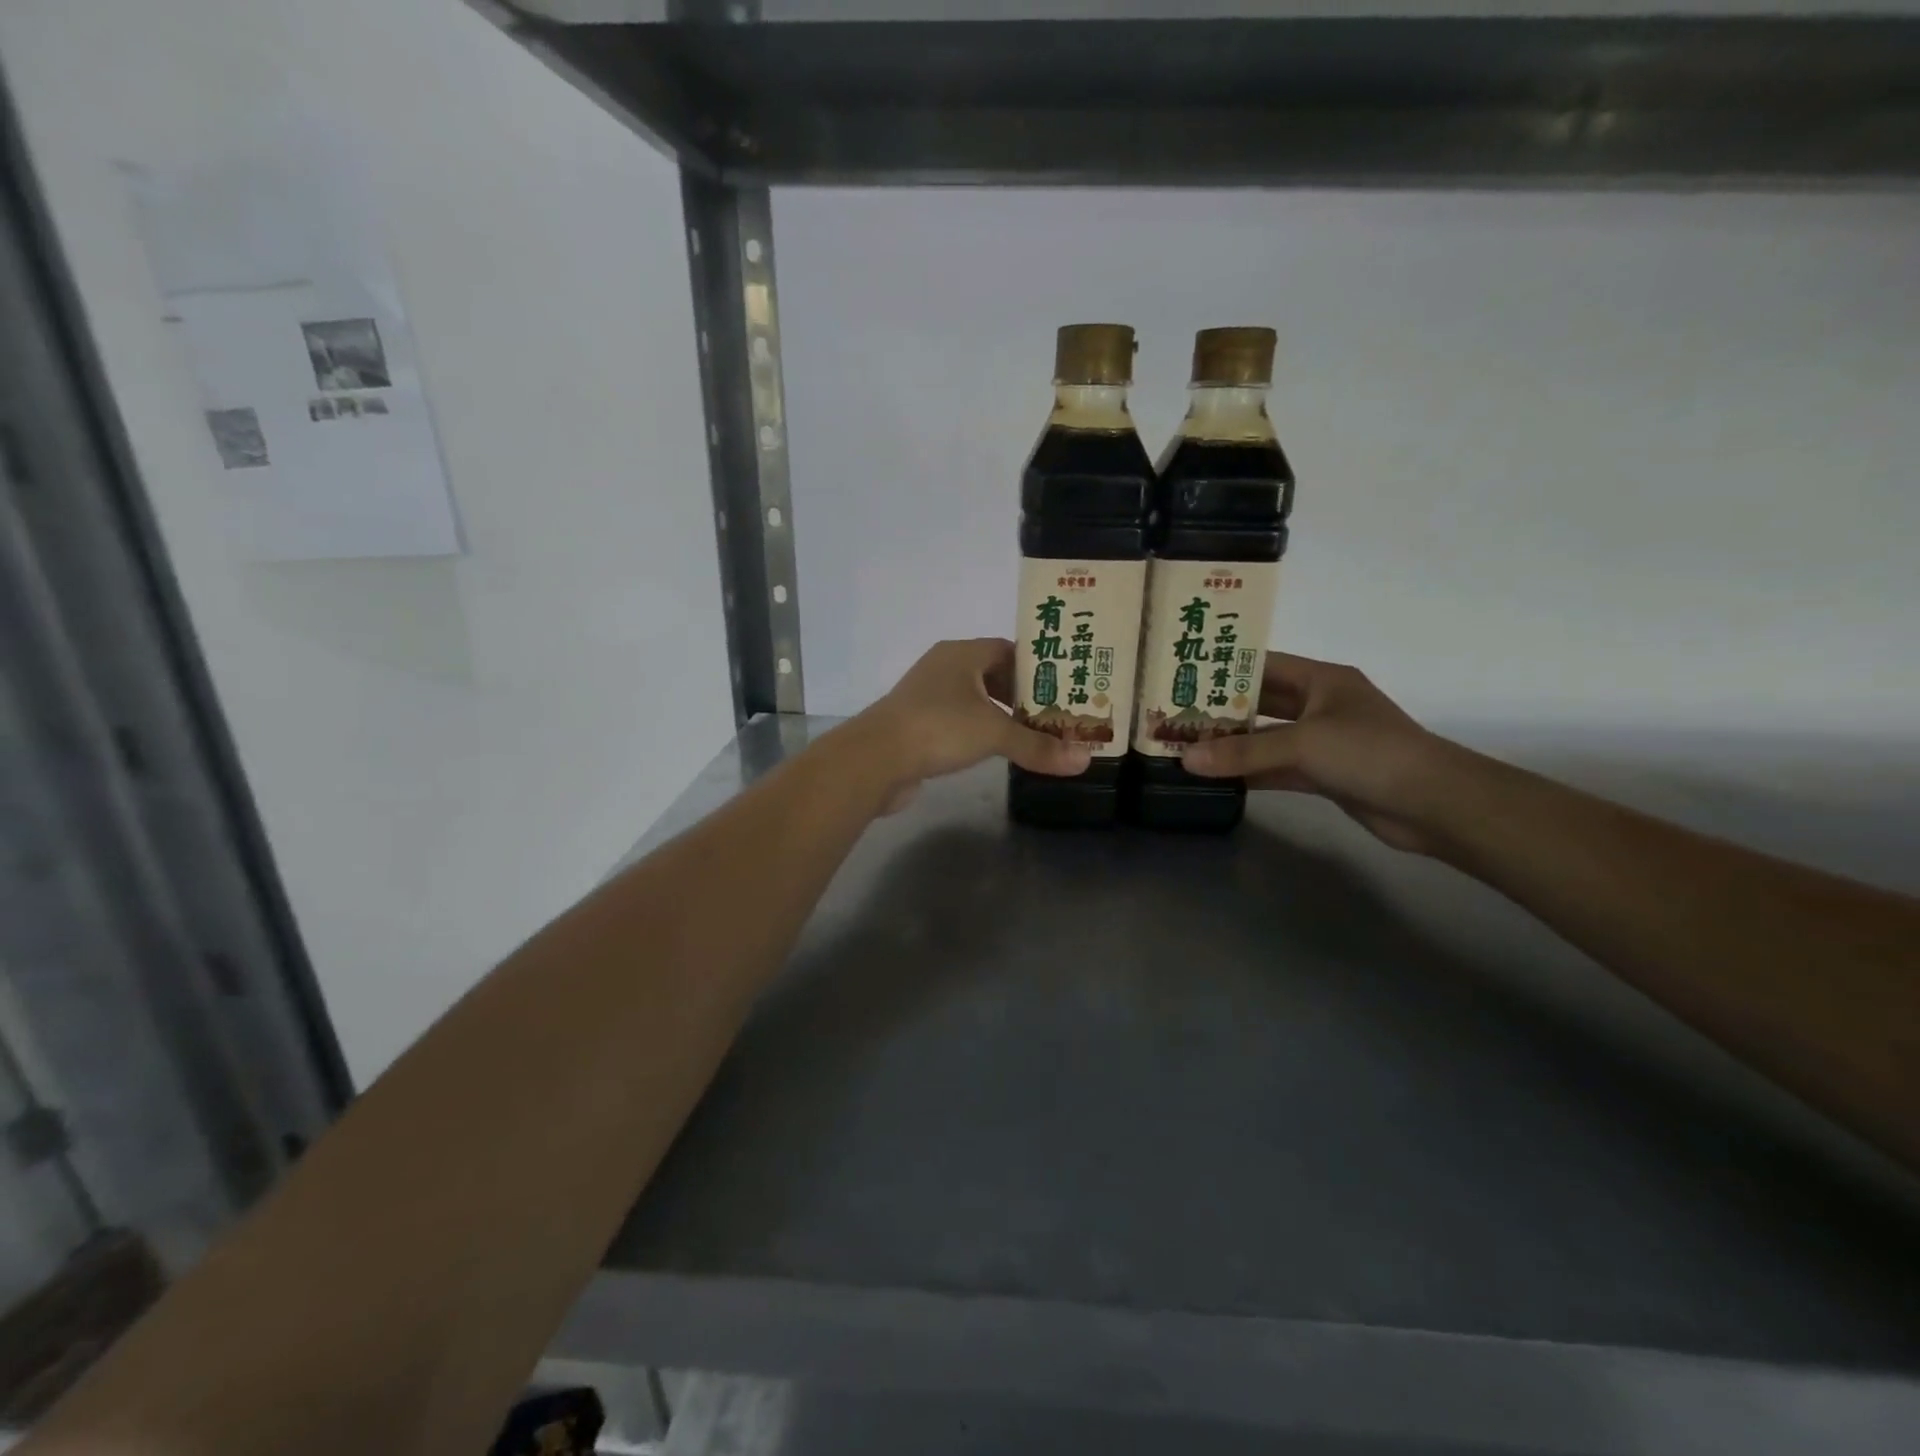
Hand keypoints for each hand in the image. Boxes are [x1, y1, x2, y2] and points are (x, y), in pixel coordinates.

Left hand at [853, 638, 1091, 806]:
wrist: (875, 759)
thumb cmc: (939, 728)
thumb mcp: (995, 734)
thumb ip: (1039, 746)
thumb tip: (1085, 760)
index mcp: (962, 654)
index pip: (1009, 649)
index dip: (1037, 666)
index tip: (1064, 686)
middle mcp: (944, 668)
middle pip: (993, 674)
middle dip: (1023, 694)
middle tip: (1057, 714)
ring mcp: (927, 696)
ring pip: (975, 700)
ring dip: (1001, 715)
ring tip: (1034, 734)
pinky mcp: (918, 724)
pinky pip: (958, 721)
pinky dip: (979, 731)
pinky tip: (997, 751)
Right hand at [1181, 653, 1450, 853]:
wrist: (1433, 804)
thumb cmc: (1370, 752)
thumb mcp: (1302, 744)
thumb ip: (1244, 752)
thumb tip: (1185, 760)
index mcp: (1322, 680)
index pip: (1264, 666)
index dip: (1225, 669)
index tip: (1183, 676)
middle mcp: (1320, 705)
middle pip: (1262, 703)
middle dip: (1222, 710)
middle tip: (1174, 715)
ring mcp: (1322, 742)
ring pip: (1267, 739)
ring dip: (1232, 745)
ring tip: (1186, 746)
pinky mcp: (1324, 775)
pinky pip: (1276, 768)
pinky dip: (1250, 772)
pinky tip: (1216, 777)